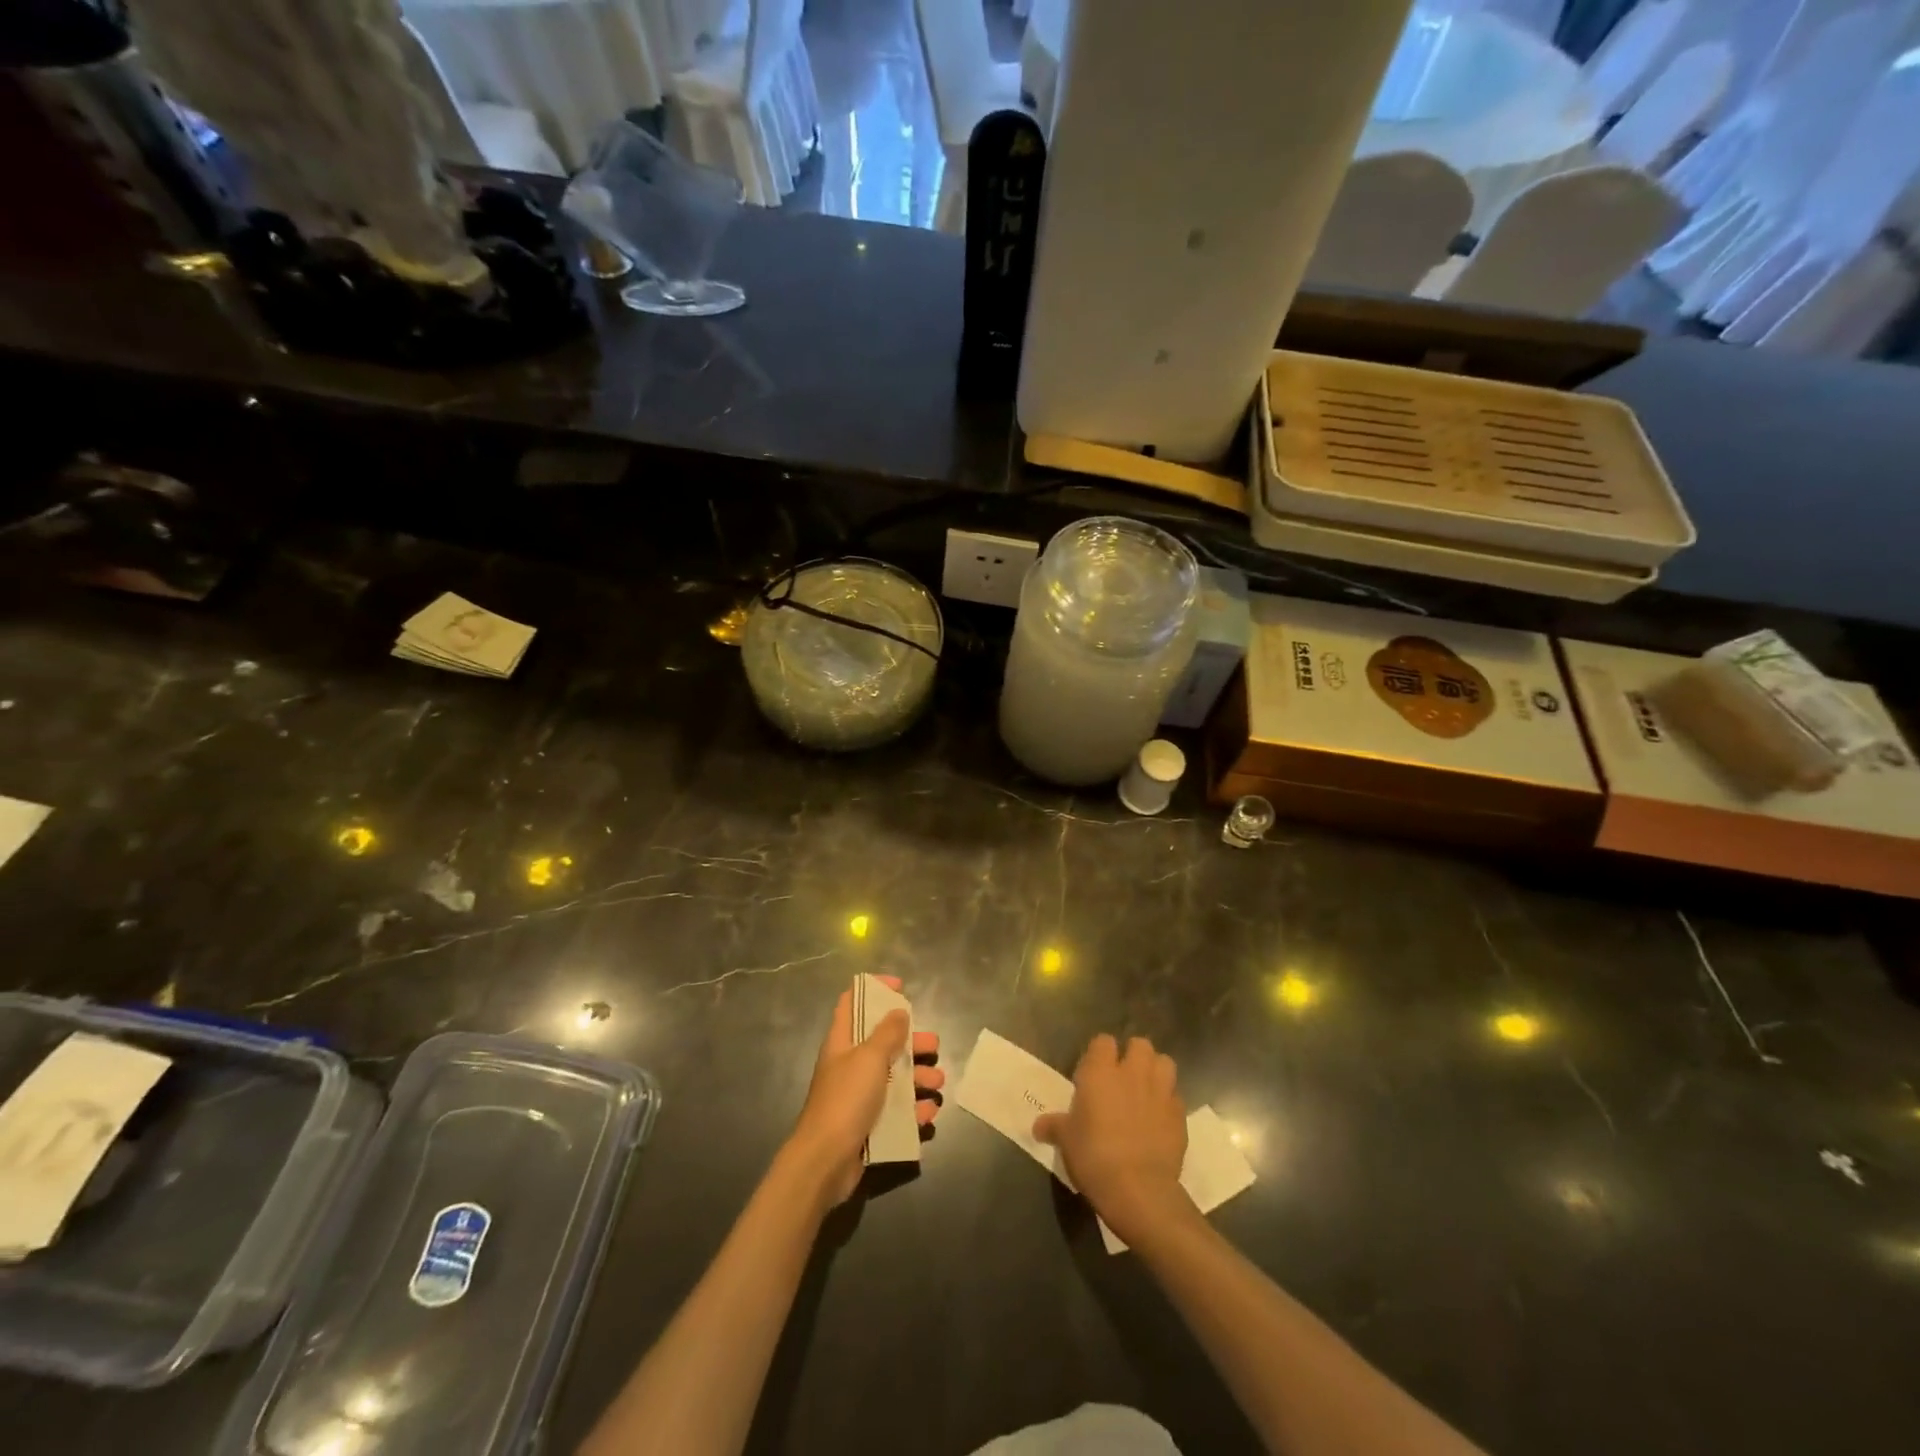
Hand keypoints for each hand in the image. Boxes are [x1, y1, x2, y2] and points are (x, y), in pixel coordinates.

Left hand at [785, 976, 942, 1206]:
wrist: (825, 1162)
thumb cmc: (846, 1099)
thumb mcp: (870, 1058)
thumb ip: (888, 1033)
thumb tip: (899, 1011)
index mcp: (842, 1042)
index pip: (852, 1003)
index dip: (874, 990)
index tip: (901, 987)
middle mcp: (850, 1065)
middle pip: (883, 1042)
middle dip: (911, 1041)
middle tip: (933, 1045)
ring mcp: (859, 1096)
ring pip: (894, 1077)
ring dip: (919, 1078)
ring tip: (938, 1083)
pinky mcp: (868, 1124)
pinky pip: (897, 1111)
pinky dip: (914, 1110)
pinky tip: (929, 1113)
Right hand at [1034, 1035, 1190, 1245]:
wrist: (1139, 1189)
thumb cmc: (1094, 1156)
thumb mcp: (1066, 1141)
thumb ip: (1054, 1126)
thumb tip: (1038, 1126)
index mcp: (1101, 1071)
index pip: (1103, 1041)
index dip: (1099, 1053)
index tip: (1093, 1072)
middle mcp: (1133, 1073)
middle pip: (1140, 1044)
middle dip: (1134, 1055)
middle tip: (1123, 1077)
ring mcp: (1160, 1092)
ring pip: (1164, 1063)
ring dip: (1156, 1071)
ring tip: (1146, 1090)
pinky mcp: (1180, 1115)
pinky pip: (1175, 1097)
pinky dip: (1168, 1103)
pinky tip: (1159, 1120)